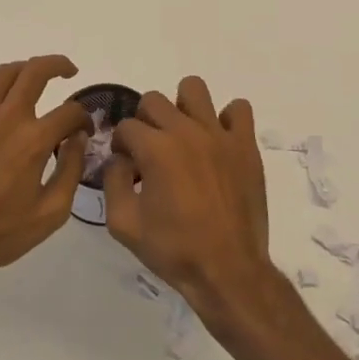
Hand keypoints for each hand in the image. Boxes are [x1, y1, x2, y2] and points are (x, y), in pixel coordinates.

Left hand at [0, 55, 91, 283]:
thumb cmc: (0, 233)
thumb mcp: (51, 213)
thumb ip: (70, 170)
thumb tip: (78, 138)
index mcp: (33, 140)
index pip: (70, 111)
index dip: (84, 118)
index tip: (84, 130)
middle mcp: (5, 119)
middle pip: (35, 71)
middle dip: (58, 65)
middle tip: (69, 71)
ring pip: (3, 74)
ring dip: (24, 71)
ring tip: (34, 80)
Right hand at [105, 76, 273, 323]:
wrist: (228, 269)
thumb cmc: (173, 249)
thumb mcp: (123, 224)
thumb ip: (113, 182)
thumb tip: (120, 160)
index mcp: (156, 149)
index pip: (126, 126)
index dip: (120, 145)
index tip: (128, 167)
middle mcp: (186, 132)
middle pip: (154, 101)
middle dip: (144, 122)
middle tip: (151, 153)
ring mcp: (219, 135)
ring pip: (194, 89)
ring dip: (182, 107)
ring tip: (183, 137)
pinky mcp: (245, 145)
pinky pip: (239, 109)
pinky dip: (226, 119)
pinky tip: (218, 143)